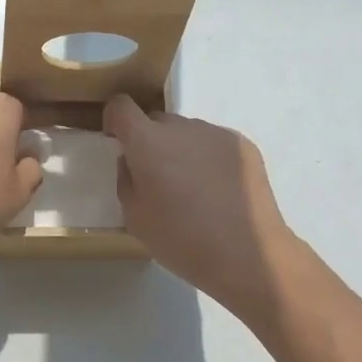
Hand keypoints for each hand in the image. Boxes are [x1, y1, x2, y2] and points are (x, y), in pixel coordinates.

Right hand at [103, 95, 296, 320]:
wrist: (247, 255)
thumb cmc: (181, 240)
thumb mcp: (134, 217)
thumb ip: (126, 179)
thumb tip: (131, 161)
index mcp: (147, 142)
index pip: (121, 106)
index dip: (114, 121)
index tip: (118, 142)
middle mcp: (181, 127)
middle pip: (156, 121)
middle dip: (150, 141)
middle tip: (158, 178)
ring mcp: (215, 133)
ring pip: (187, 132)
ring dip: (181, 149)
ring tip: (193, 189)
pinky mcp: (243, 145)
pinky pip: (213, 143)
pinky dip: (208, 158)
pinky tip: (218, 191)